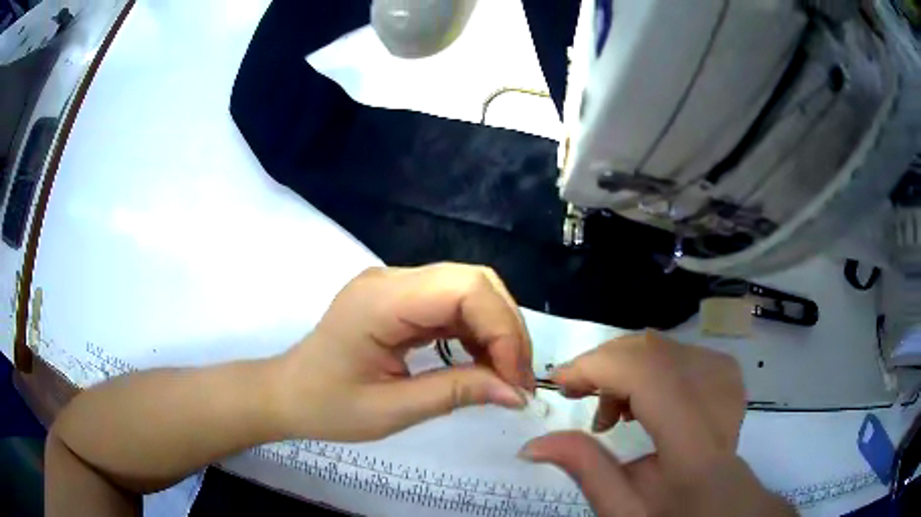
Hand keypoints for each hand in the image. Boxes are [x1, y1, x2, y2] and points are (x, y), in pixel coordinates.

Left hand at [273, 263, 533, 441]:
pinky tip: (481, 361)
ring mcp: (394, 284)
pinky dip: (476, 331)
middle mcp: (391, 279)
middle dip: (506, 328)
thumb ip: (457, 393)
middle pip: (474, 281)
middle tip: (517, 378)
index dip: (503, 330)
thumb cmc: (327, 407)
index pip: (465, 290)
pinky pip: (452, 303)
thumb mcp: (392, 411)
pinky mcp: (399, 298)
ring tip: (504, 373)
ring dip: (496, 329)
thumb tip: (516, 392)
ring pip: (468, 288)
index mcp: (380, 301)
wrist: (287, 393)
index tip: (516, 380)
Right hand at [520, 332, 794, 516]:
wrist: (726, 508)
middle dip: (606, 362)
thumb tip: (534, 442)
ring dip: (627, 366)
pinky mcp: (729, 378)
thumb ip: (586, 472)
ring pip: (668, 346)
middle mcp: (720, 403)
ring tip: (615, 411)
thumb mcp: (624, 511)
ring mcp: (730, 384)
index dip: (599, 366)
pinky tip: (647, 398)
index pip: (650, 377)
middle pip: (657, 351)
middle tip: (579, 394)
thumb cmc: (676, 515)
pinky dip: (653, 365)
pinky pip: (683, 351)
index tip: (561, 383)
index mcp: (695, 447)